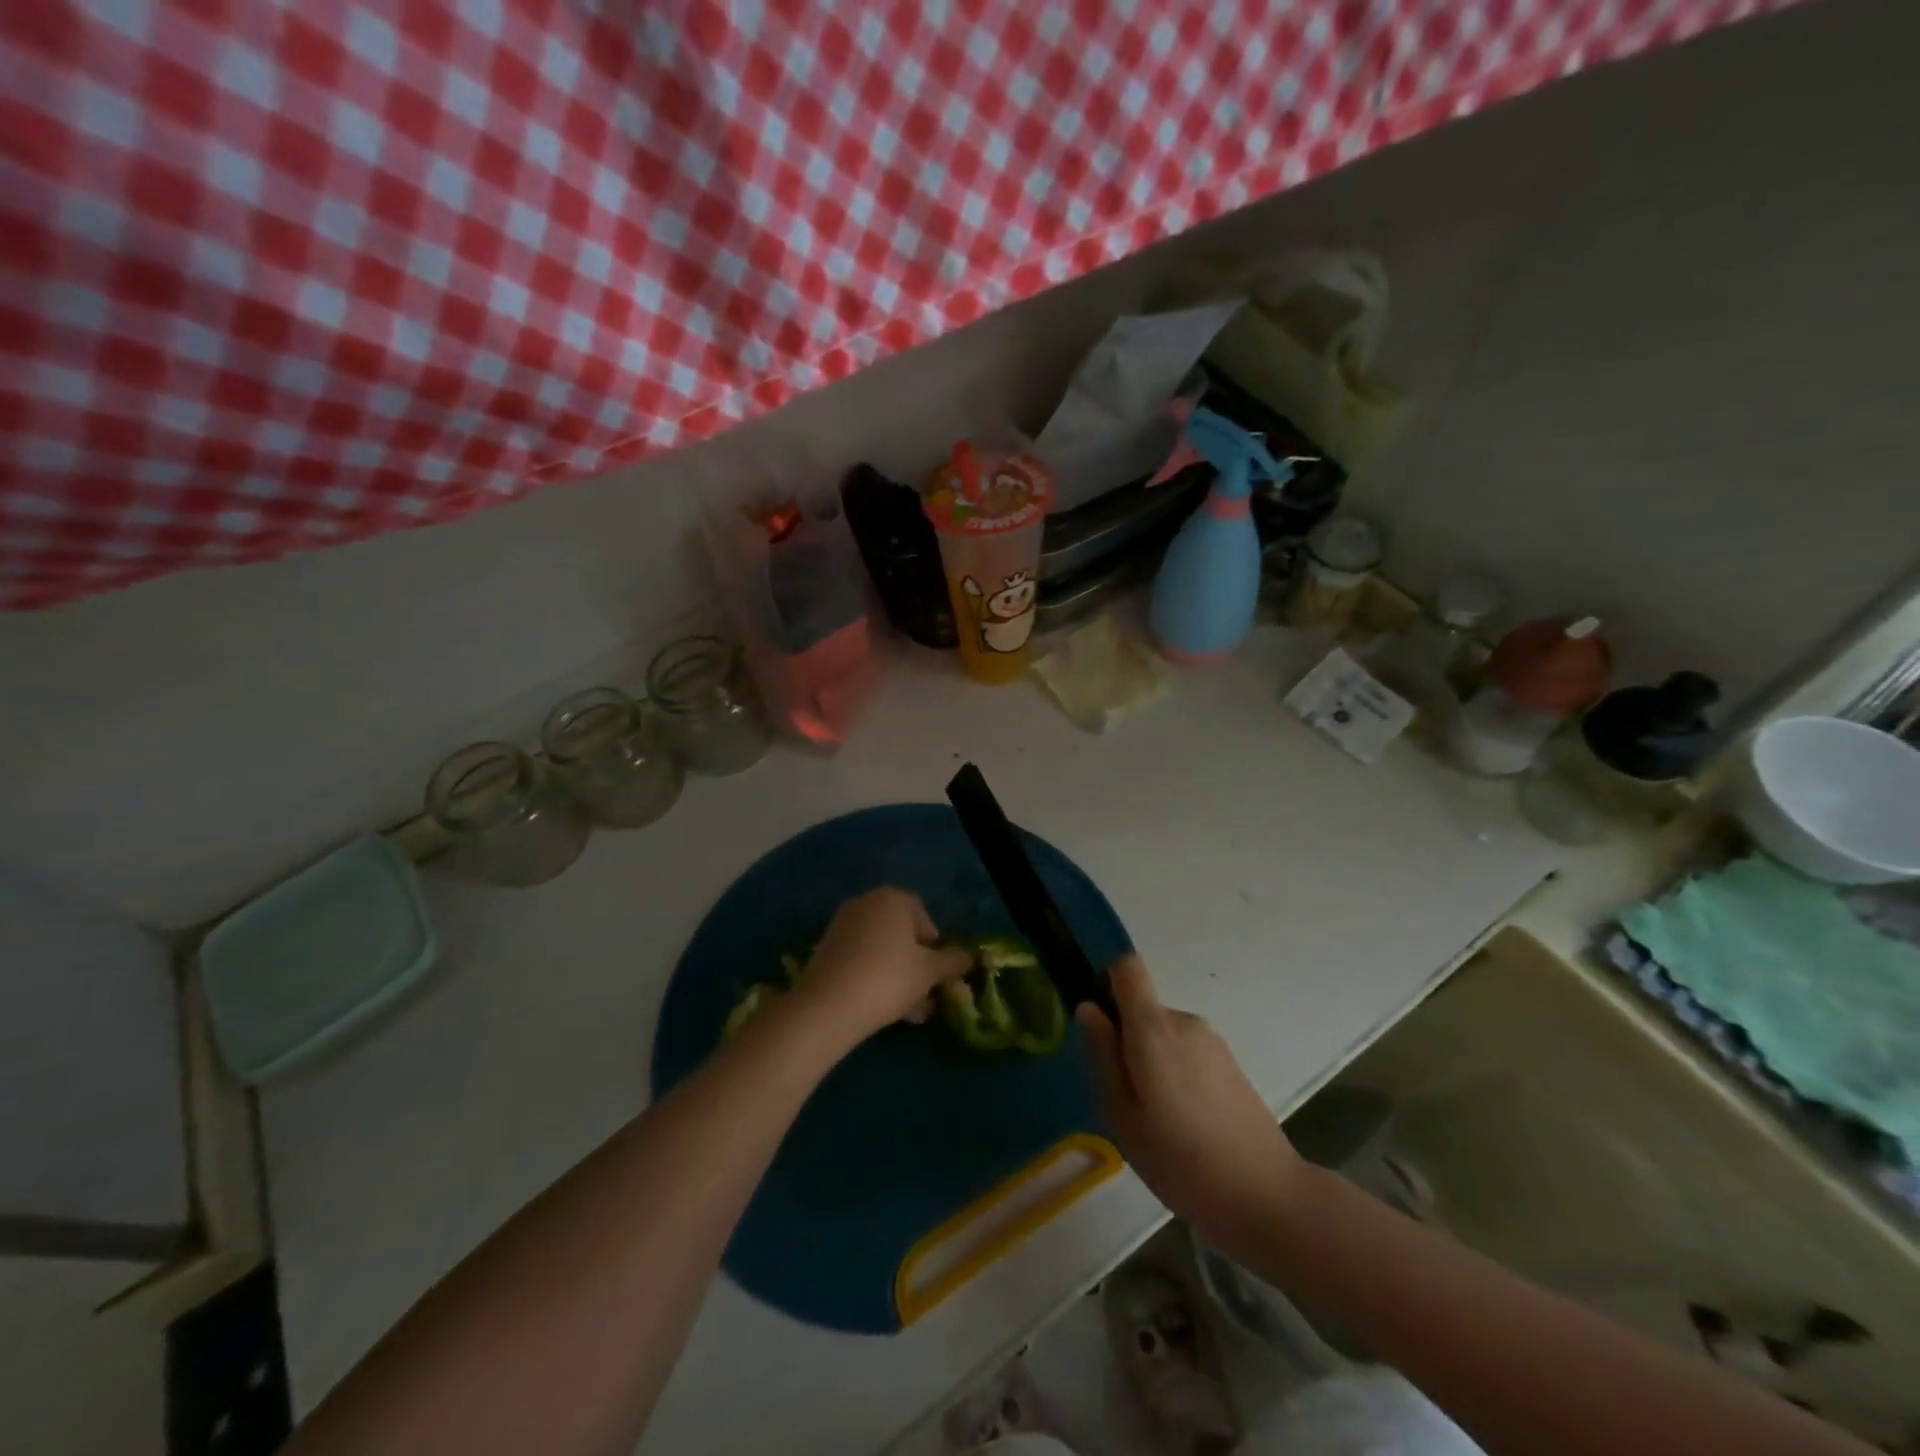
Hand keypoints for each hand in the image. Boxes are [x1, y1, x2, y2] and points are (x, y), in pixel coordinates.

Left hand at [795, 888, 972, 1043]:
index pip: (923, 916)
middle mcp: (866, 903)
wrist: (827, 1005)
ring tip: (909, 1013)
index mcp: (893, 898)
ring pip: (881, 951)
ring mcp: (842, 925)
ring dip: (898, 976)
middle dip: (916, 965)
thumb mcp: (929, 972)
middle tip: (926, 996)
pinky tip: (883, 1010)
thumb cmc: (888, 978)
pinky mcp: (825, 949)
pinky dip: (873, 978)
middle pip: (901, 934)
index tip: (937, 973)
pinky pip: (860, 960)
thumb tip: (969, 957)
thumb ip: (953, 961)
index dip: (934, 946)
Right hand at [1077, 955, 1303, 1252]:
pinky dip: (1175, 1073)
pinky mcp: (1229, 1062)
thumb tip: (1088, 1008)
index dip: (1107, 980)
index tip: (1099, 1022)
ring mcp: (1211, 1041)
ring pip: (1163, 1033)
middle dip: (1126, 1040)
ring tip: (1156, 1119)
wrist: (1266, 1196)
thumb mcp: (1123, 1115)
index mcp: (1154, 1029)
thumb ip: (1103, 1055)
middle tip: (1125, 1098)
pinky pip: (1186, 1050)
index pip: (1127, 967)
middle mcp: (1184, 1022)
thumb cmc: (1181, 1161)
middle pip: (1142, 1008)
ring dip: (1151, 1061)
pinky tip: (1185, 1123)